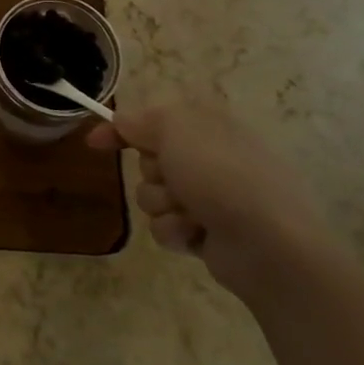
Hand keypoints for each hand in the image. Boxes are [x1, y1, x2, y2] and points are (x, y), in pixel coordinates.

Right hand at [88, 101, 330, 302]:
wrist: (268, 244)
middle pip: (148, 160)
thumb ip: (140, 120)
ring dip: (162, 205)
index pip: (153, 120)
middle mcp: (209, 159)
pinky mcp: (206, 233)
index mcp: (207, 127)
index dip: (121, 129)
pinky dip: (175, 230)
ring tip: (189, 213)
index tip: (95, 142)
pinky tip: (196, 235)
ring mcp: (210, 198)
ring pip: (152, 196)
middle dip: (151, 172)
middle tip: (171, 178)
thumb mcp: (175, 129)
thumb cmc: (222, 175)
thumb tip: (121, 121)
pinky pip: (166, 227)